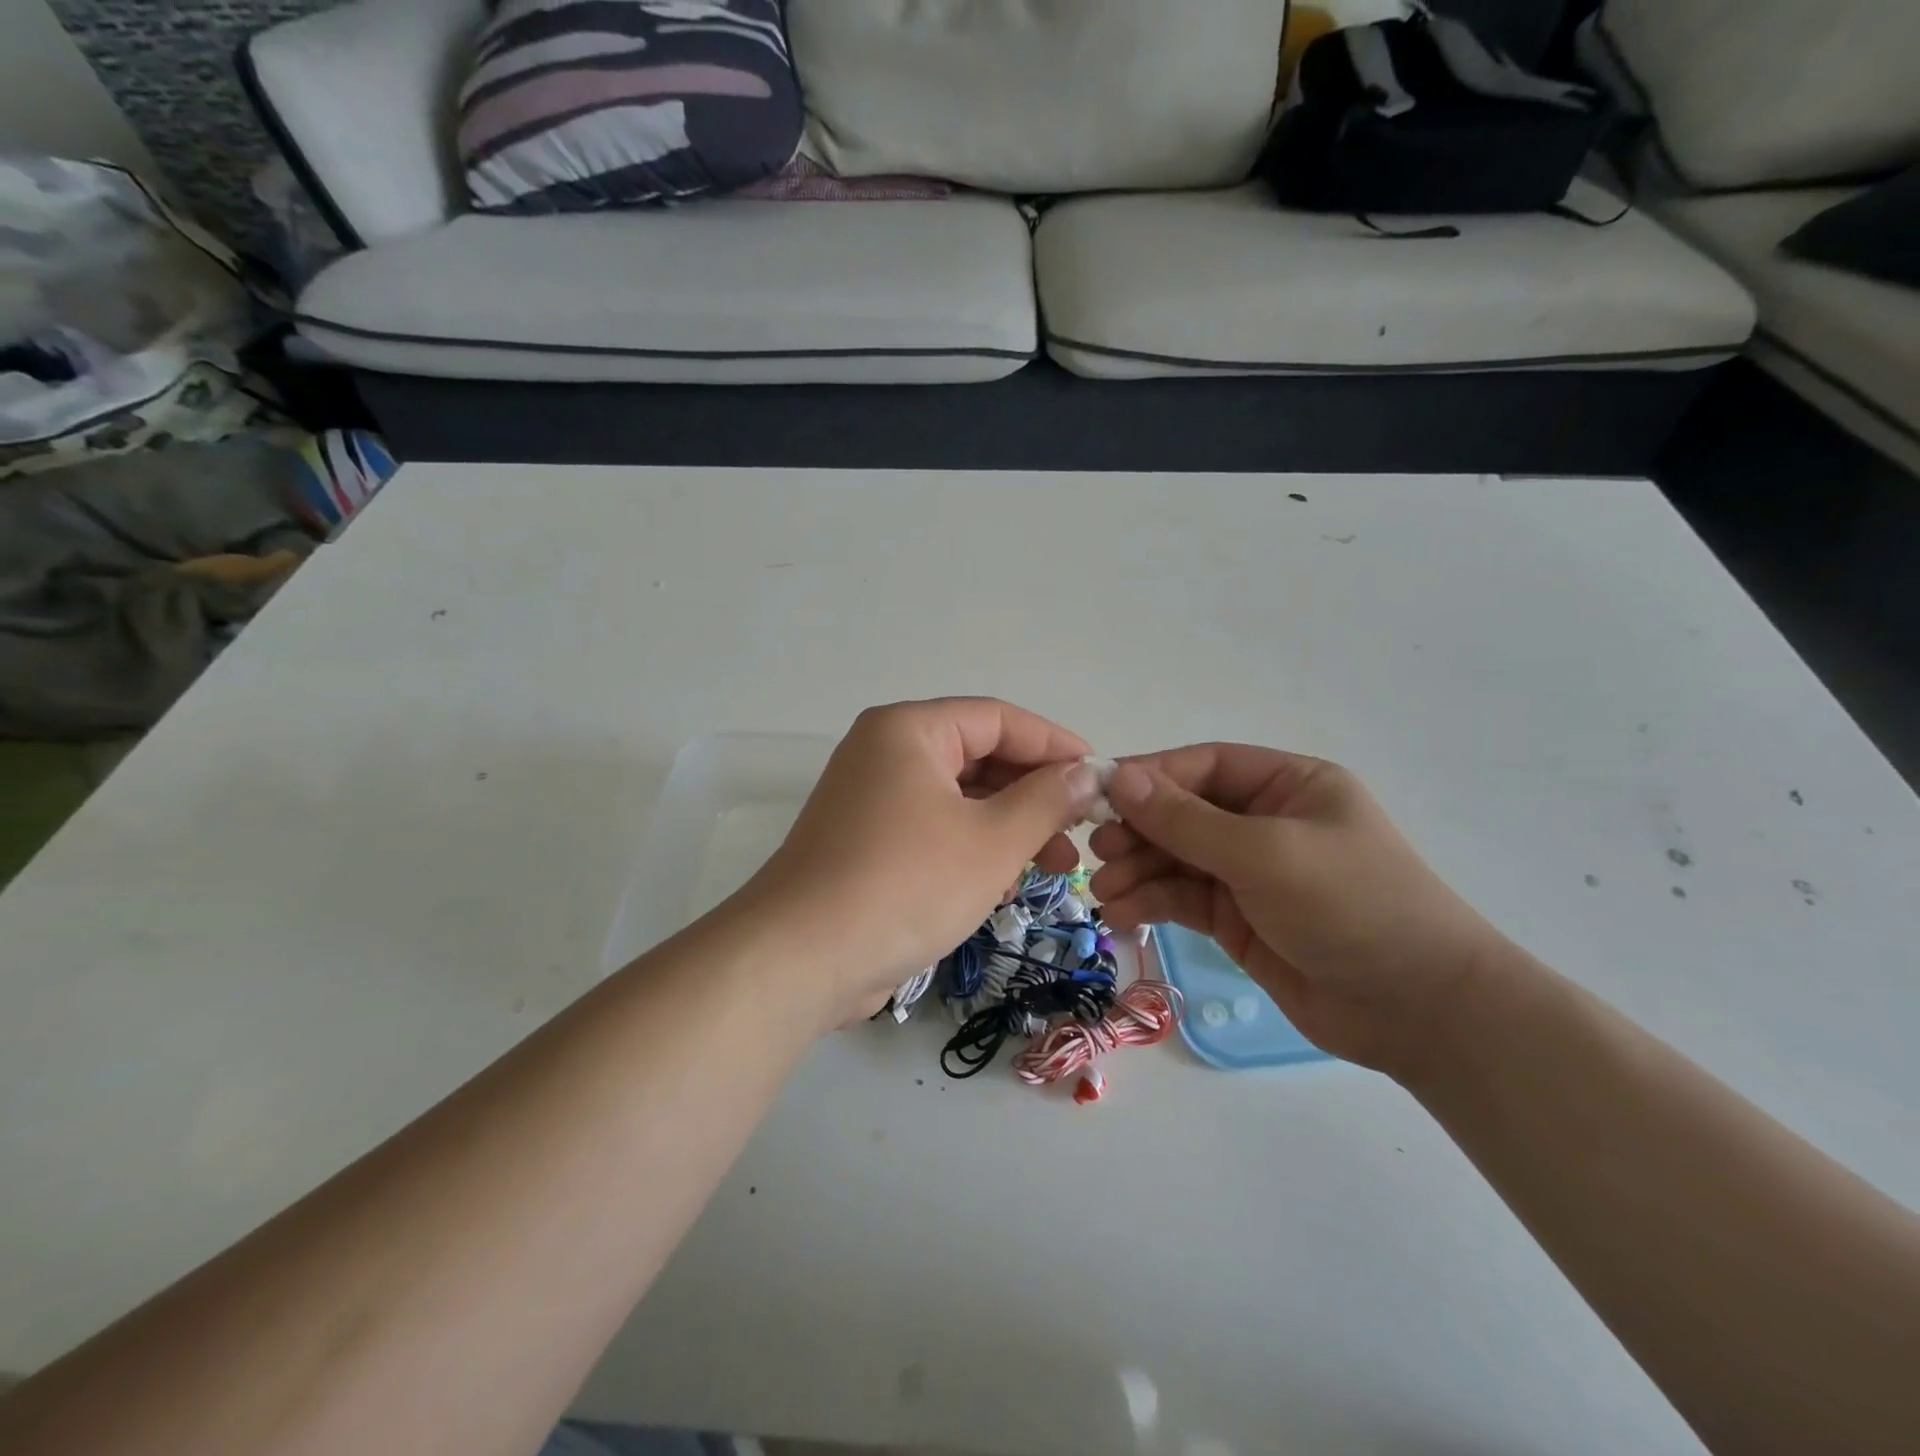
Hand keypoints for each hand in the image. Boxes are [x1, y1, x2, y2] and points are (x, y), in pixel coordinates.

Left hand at [734, 699, 1098, 1027]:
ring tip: (1056, 868)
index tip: (1099, 777)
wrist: (801, 959)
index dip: (1054, 745)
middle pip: (978, 758)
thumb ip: (1046, 801)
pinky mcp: (866, 843)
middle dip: (1034, 795)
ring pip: (959, 800)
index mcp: (909, 730)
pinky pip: (933, 830)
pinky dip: (972, 850)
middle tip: (1081, 832)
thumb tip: (1087, 774)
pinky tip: (1002, 886)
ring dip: (1009, 828)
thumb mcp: (991, 841)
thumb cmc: (905, 884)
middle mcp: (885, 753)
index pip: (997, 719)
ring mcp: (871, 800)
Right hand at [1089, 746, 1511, 1077]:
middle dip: (1139, 830)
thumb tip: (1118, 778)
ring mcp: (1251, 872)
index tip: (1099, 796)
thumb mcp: (1265, 853)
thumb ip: (1186, 819)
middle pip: (1184, 812)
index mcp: (1288, 785)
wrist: (1419, 1011)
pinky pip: (1183, 898)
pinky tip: (1122, 913)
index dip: (1150, 777)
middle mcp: (1265, 821)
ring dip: (1138, 870)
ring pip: (1177, 858)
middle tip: (1097, 851)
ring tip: (1104, 891)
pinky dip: (1151, 901)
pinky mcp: (1239, 918)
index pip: (1204, 766)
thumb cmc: (1351, 906)